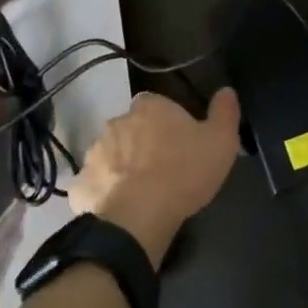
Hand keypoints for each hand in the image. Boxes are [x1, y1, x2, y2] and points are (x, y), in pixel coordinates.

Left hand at [69, 88, 241, 267]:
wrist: (140, 217)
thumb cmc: (184, 172)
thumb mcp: (221, 142)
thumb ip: (225, 112)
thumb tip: (226, 90)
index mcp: (149, 107)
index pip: (156, 105)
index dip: (167, 122)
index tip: (178, 142)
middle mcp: (117, 122)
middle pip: (131, 128)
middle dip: (141, 143)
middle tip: (161, 169)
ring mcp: (94, 152)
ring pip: (110, 155)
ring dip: (121, 167)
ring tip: (140, 193)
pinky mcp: (81, 184)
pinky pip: (93, 185)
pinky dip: (103, 194)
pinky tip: (118, 209)